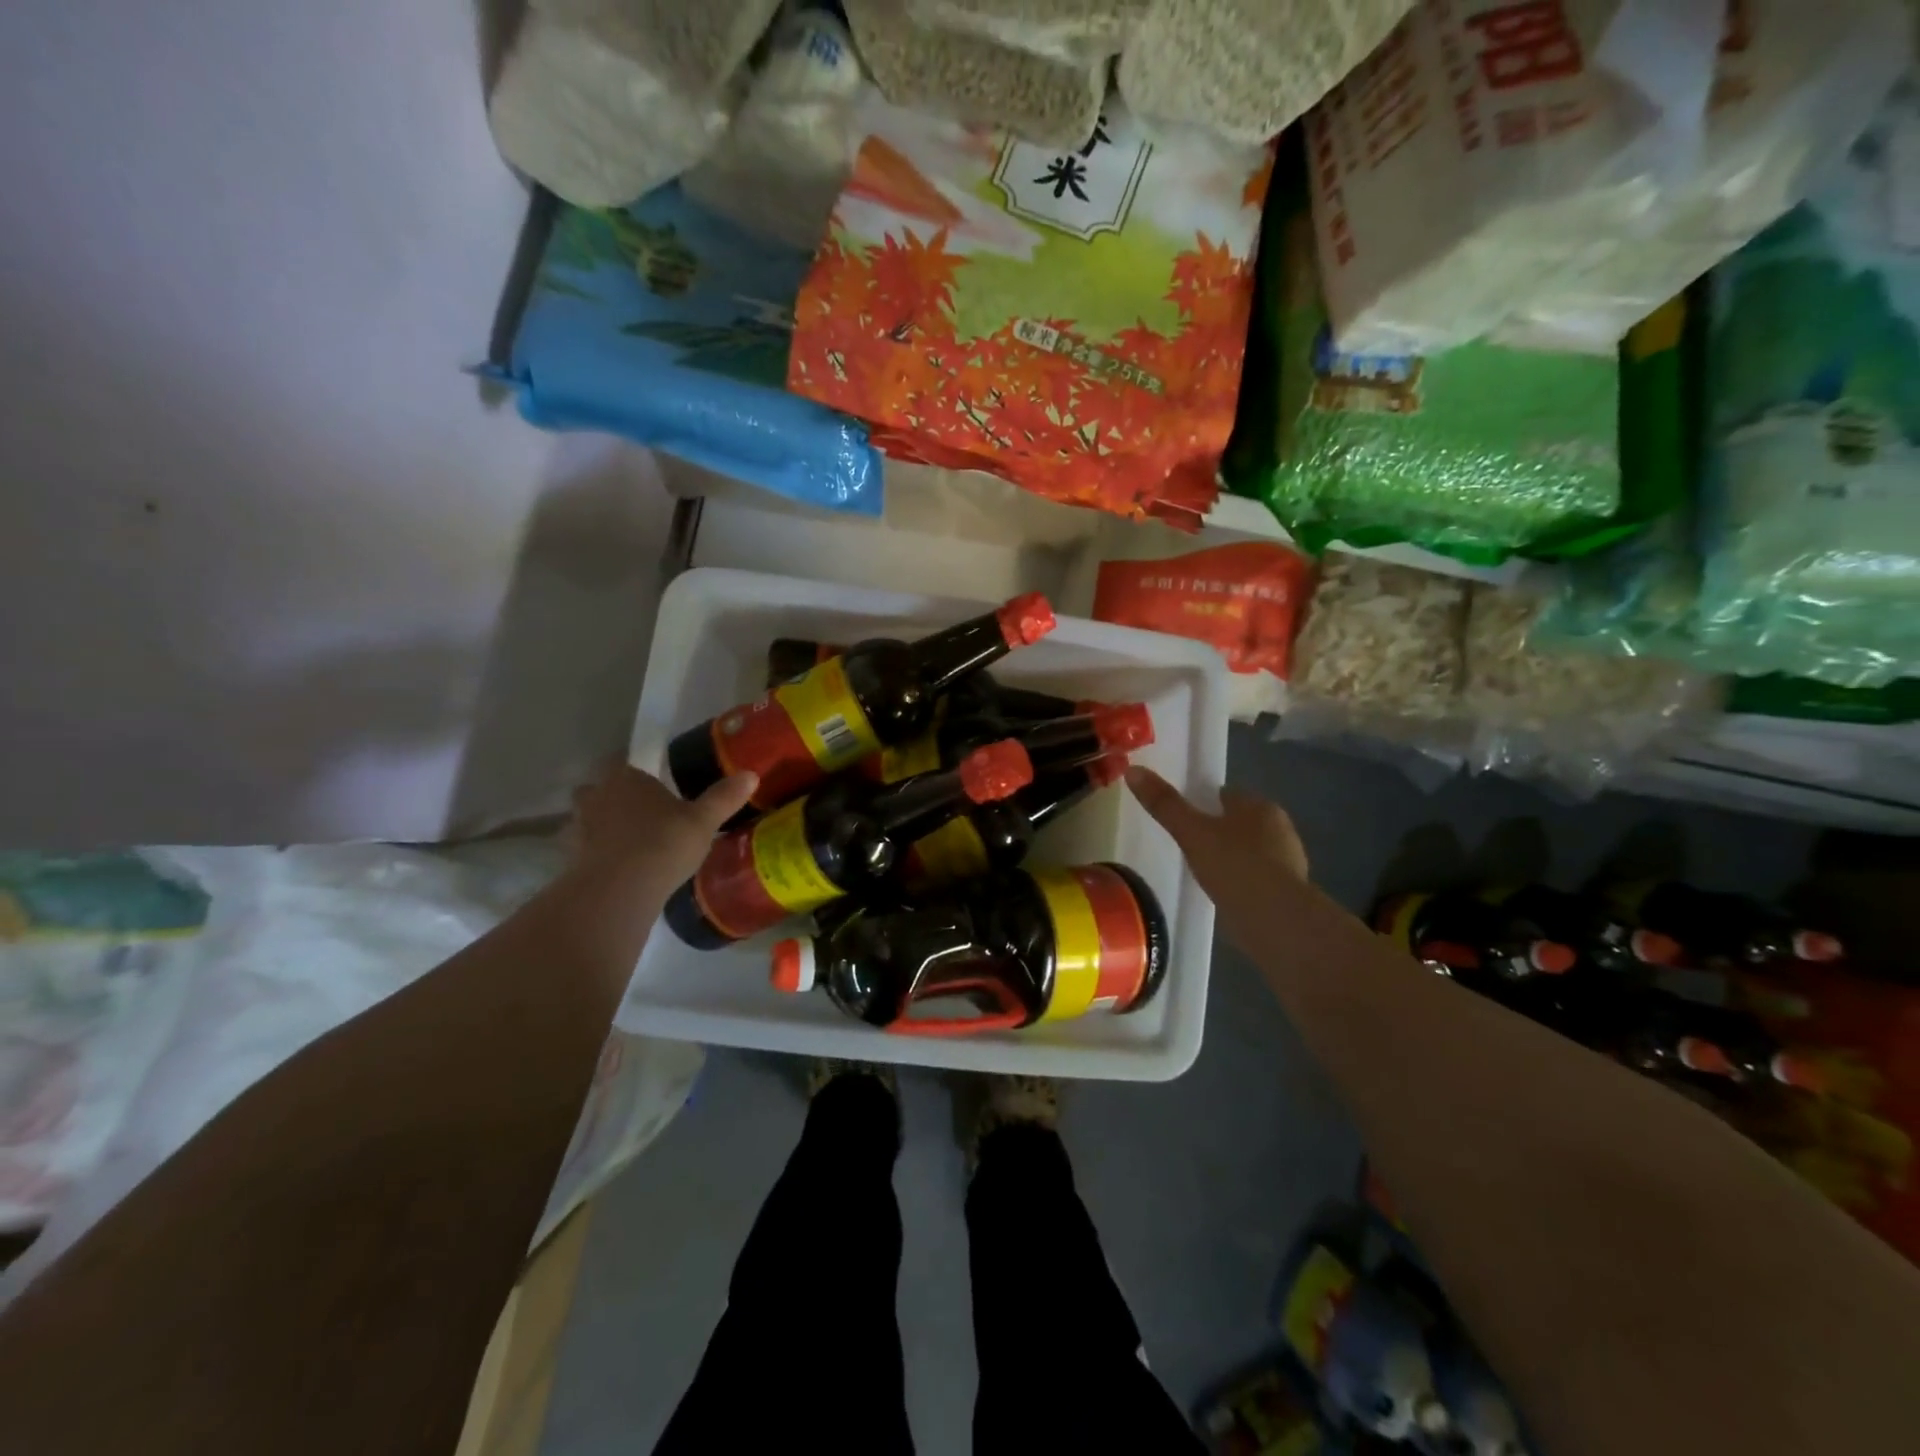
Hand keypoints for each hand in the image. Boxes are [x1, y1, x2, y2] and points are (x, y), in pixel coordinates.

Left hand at [567, 764, 757, 891]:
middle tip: (639, 814)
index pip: (621, 762)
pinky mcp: (569, 859)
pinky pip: (582, 851)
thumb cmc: (664, 843)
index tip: (652, 786)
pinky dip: (594, 856)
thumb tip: (751, 774)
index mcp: (624, 777)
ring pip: (585, 820)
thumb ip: (724, 797)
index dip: (634, 773)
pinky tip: (615, 870)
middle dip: (612, 798)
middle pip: (597, 789)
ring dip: (600, 827)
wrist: (620, 890)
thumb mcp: (703, 820)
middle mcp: (595, 795)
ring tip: (627, 844)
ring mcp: (577, 828)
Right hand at [1126, 766, 1308, 912]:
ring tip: (1204, 871)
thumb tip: (1133, 770)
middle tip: (1190, 845)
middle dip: (1220, 830)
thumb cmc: (1234, 865)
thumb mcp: (1191, 832)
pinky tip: (1225, 892)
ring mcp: (1288, 861)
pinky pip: (1258, 877)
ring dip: (1233, 857)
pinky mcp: (1289, 892)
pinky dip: (1243, 881)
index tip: (1184, 818)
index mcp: (1259, 806)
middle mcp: (1280, 827)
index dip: (1204, 803)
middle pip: (1241, 821)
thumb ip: (1164, 804)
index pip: (1227, 795)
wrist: (1276, 919)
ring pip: (1252, 850)